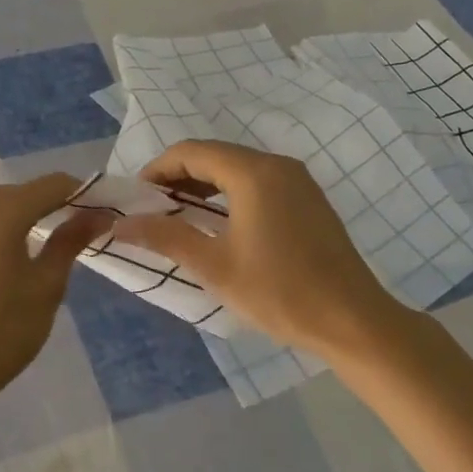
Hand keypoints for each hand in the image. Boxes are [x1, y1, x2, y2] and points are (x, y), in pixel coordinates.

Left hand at [0, 174, 108, 419]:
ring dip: (30, 212)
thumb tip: (99, 214)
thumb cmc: (1, 332)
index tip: (107, 212)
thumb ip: (71, 241)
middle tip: (85, 228)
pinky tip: (19, 249)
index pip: (52, 185)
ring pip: (1, 202)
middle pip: (25, 190)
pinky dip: (6, 223)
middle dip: (57, 203)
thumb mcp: (46, 286)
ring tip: (56, 238)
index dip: (84, 194)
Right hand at [114, 140, 411, 360]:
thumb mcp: (214, 266)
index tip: (135, 198)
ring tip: (180, 218)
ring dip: (204, 186)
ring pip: (238, 169)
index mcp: (253, 173)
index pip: (191, 152)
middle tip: (152, 210)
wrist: (352, 319)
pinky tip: (220, 225)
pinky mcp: (309, 199)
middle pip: (215, 155)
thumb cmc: (279, 292)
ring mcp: (298, 180)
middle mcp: (277, 164)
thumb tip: (120, 224)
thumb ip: (165, 237)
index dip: (157, 170)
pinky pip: (260, 182)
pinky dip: (231, 194)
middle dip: (179, 177)